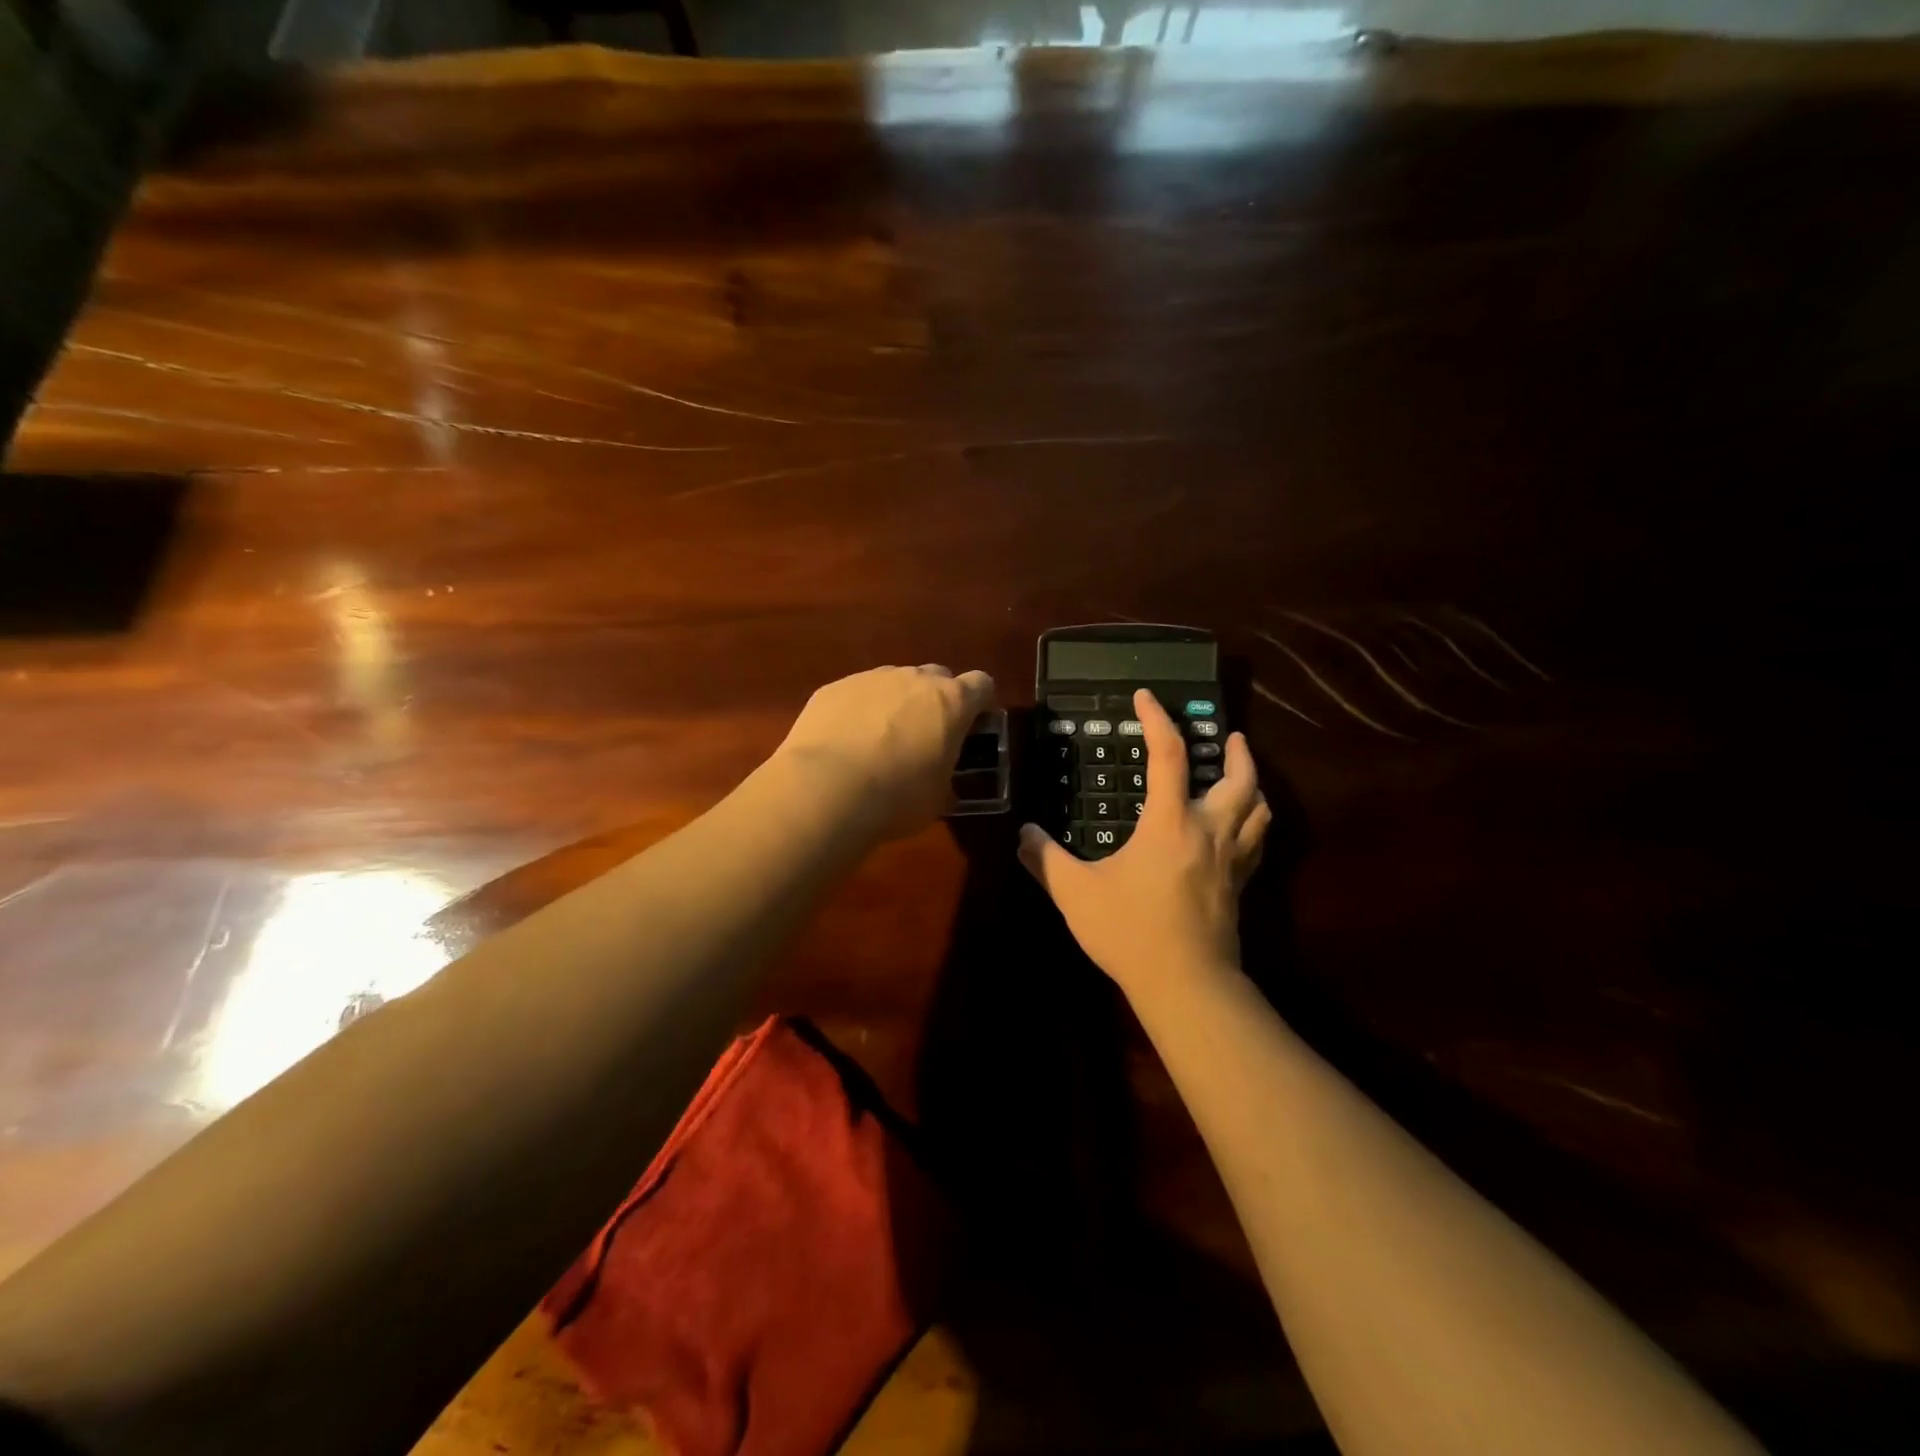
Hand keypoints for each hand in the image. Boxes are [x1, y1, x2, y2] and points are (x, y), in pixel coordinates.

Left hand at [775, 664, 997, 838]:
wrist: (826, 789)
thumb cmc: (897, 797)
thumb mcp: (937, 799)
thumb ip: (946, 779)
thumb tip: (942, 784)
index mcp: (952, 702)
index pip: (982, 685)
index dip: (979, 704)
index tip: (972, 727)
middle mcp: (914, 679)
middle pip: (937, 676)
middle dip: (936, 700)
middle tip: (926, 736)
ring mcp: (871, 678)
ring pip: (894, 682)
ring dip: (896, 704)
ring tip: (879, 742)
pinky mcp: (834, 687)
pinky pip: (856, 693)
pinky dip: (858, 711)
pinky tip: (845, 743)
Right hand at [1018, 690, 1269, 999]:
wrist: (1187, 986)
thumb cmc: (1131, 931)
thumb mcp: (1076, 893)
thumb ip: (1045, 859)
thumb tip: (1024, 833)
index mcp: (1170, 822)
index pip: (1168, 755)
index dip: (1158, 719)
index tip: (1146, 697)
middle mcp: (1209, 831)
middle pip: (1239, 779)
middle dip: (1236, 752)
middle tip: (1228, 736)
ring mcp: (1231, 861)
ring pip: (1258, 810)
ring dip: (1253, 784)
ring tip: (1241, 774)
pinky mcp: (1239, 887)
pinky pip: (1256, 844)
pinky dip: (1253, 824)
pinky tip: (1240, 830)